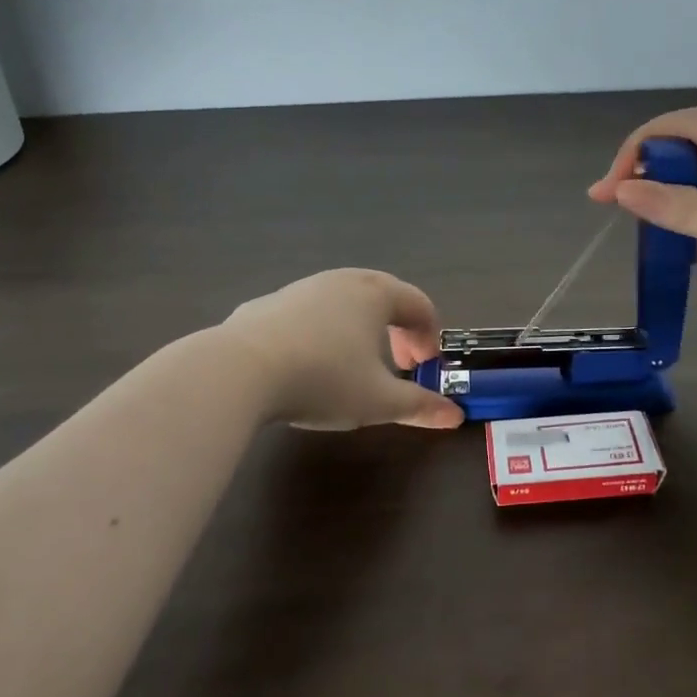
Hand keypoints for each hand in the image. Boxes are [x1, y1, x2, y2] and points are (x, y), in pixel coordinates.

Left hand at [218, 269, 464, 430]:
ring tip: (355, 364)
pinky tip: (308, 363)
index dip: (430, 336)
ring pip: (344, 302)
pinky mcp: (267, 304)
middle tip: (399, 364)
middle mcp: (341, 281)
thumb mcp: (378, 401)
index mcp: (375, 294)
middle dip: (398, 330)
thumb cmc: (324, 379)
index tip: (426, 367)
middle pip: (384, 296)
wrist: (240, 370)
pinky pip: (308, 313)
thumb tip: (456, 415)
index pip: (419, 304)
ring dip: (360, 329)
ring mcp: (301, 288)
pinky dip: (322, 332)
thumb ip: (420, 406)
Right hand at [588, 106, 696, 326]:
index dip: (636, 151)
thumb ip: (682, 210)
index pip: (680, 125)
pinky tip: (689, 251)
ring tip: (650, 232)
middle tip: (621, 211)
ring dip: (679, 202)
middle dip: (653, 175)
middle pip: (694, 148)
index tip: (608, 192)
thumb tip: (623, 190)